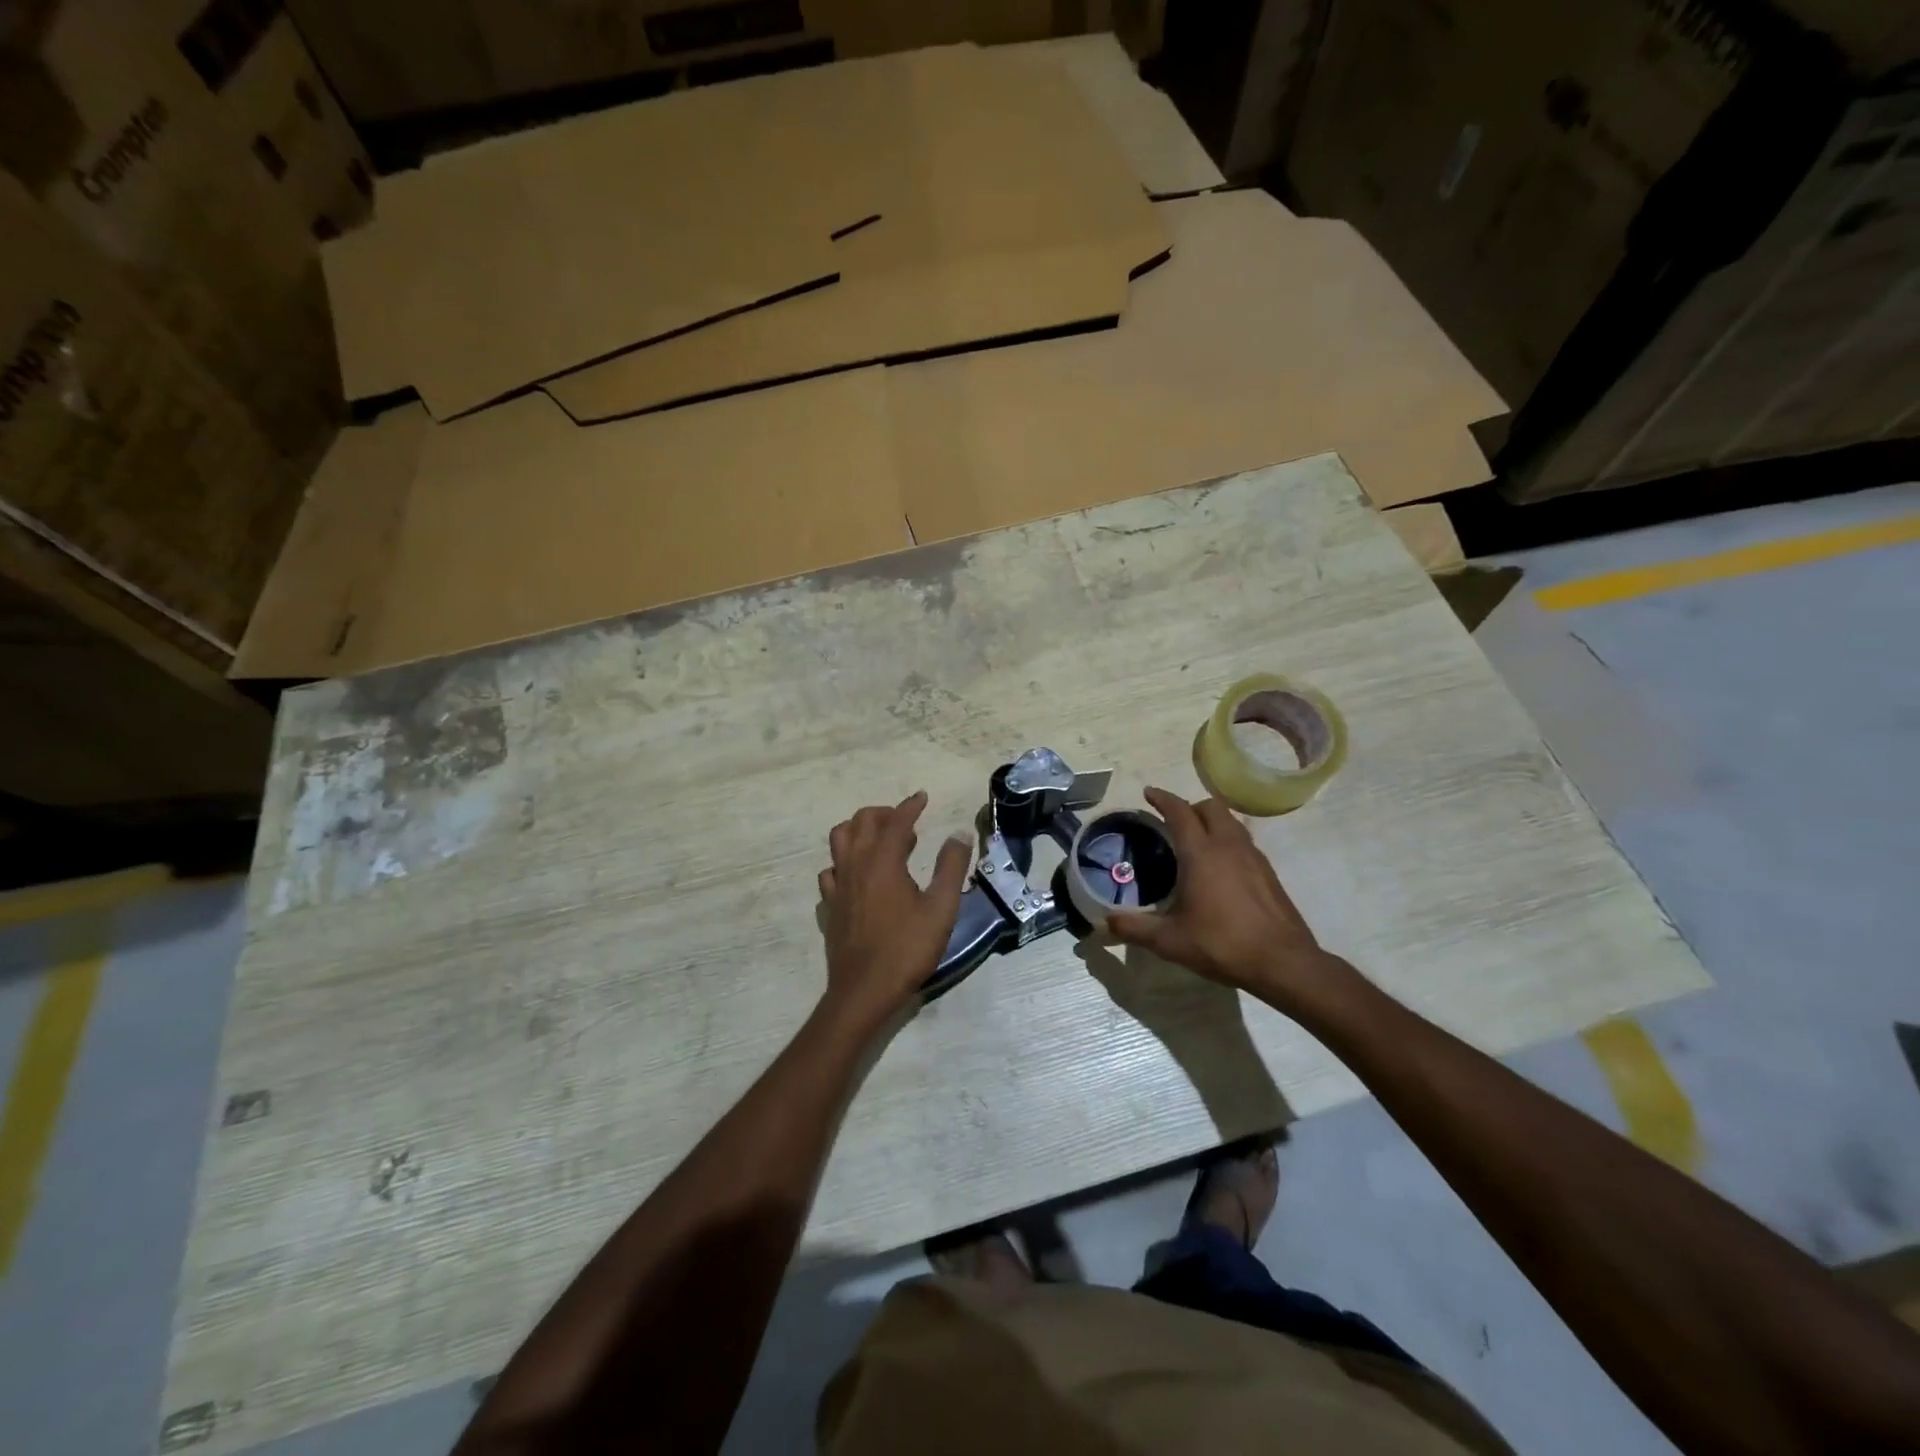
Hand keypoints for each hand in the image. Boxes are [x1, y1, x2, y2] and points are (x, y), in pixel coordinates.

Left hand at [818, 791, 970, 1027]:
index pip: (896, 821)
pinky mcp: (830, 905)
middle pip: (861, 821)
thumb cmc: (907, 949)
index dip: (910, 806)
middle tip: (906, 822)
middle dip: (884, 813)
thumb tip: (958, 835)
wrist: (864, 990)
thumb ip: (951, 868)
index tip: (922, 797)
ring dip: (860, 830)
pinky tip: (858, 875)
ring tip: (881, 841)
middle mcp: (855, 865)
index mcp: (883, 861)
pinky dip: (844, 861)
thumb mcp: (941, 909)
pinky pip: (831, 870)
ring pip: (840, 840)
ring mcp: (838, 885)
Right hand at [1107, 786, 1350, 1012]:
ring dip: (1212, 821)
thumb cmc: (1222, 944)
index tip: (1149, 792)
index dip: (1163, 798)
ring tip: (1197, 841)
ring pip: (1231, 822)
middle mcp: (1228, 846)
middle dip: (1190, 807)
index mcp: (1201, 854)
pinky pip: (1244, 841)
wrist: (1283, 962)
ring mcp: (1253, 857)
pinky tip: (1221, 867)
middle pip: (1210, 807)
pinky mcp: (1269, 873)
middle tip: (1173, 822)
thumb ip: (1135, 928)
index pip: (1180, 812)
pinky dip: (1228, 840)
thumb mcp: (1170, 941)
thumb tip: (1105, 922)